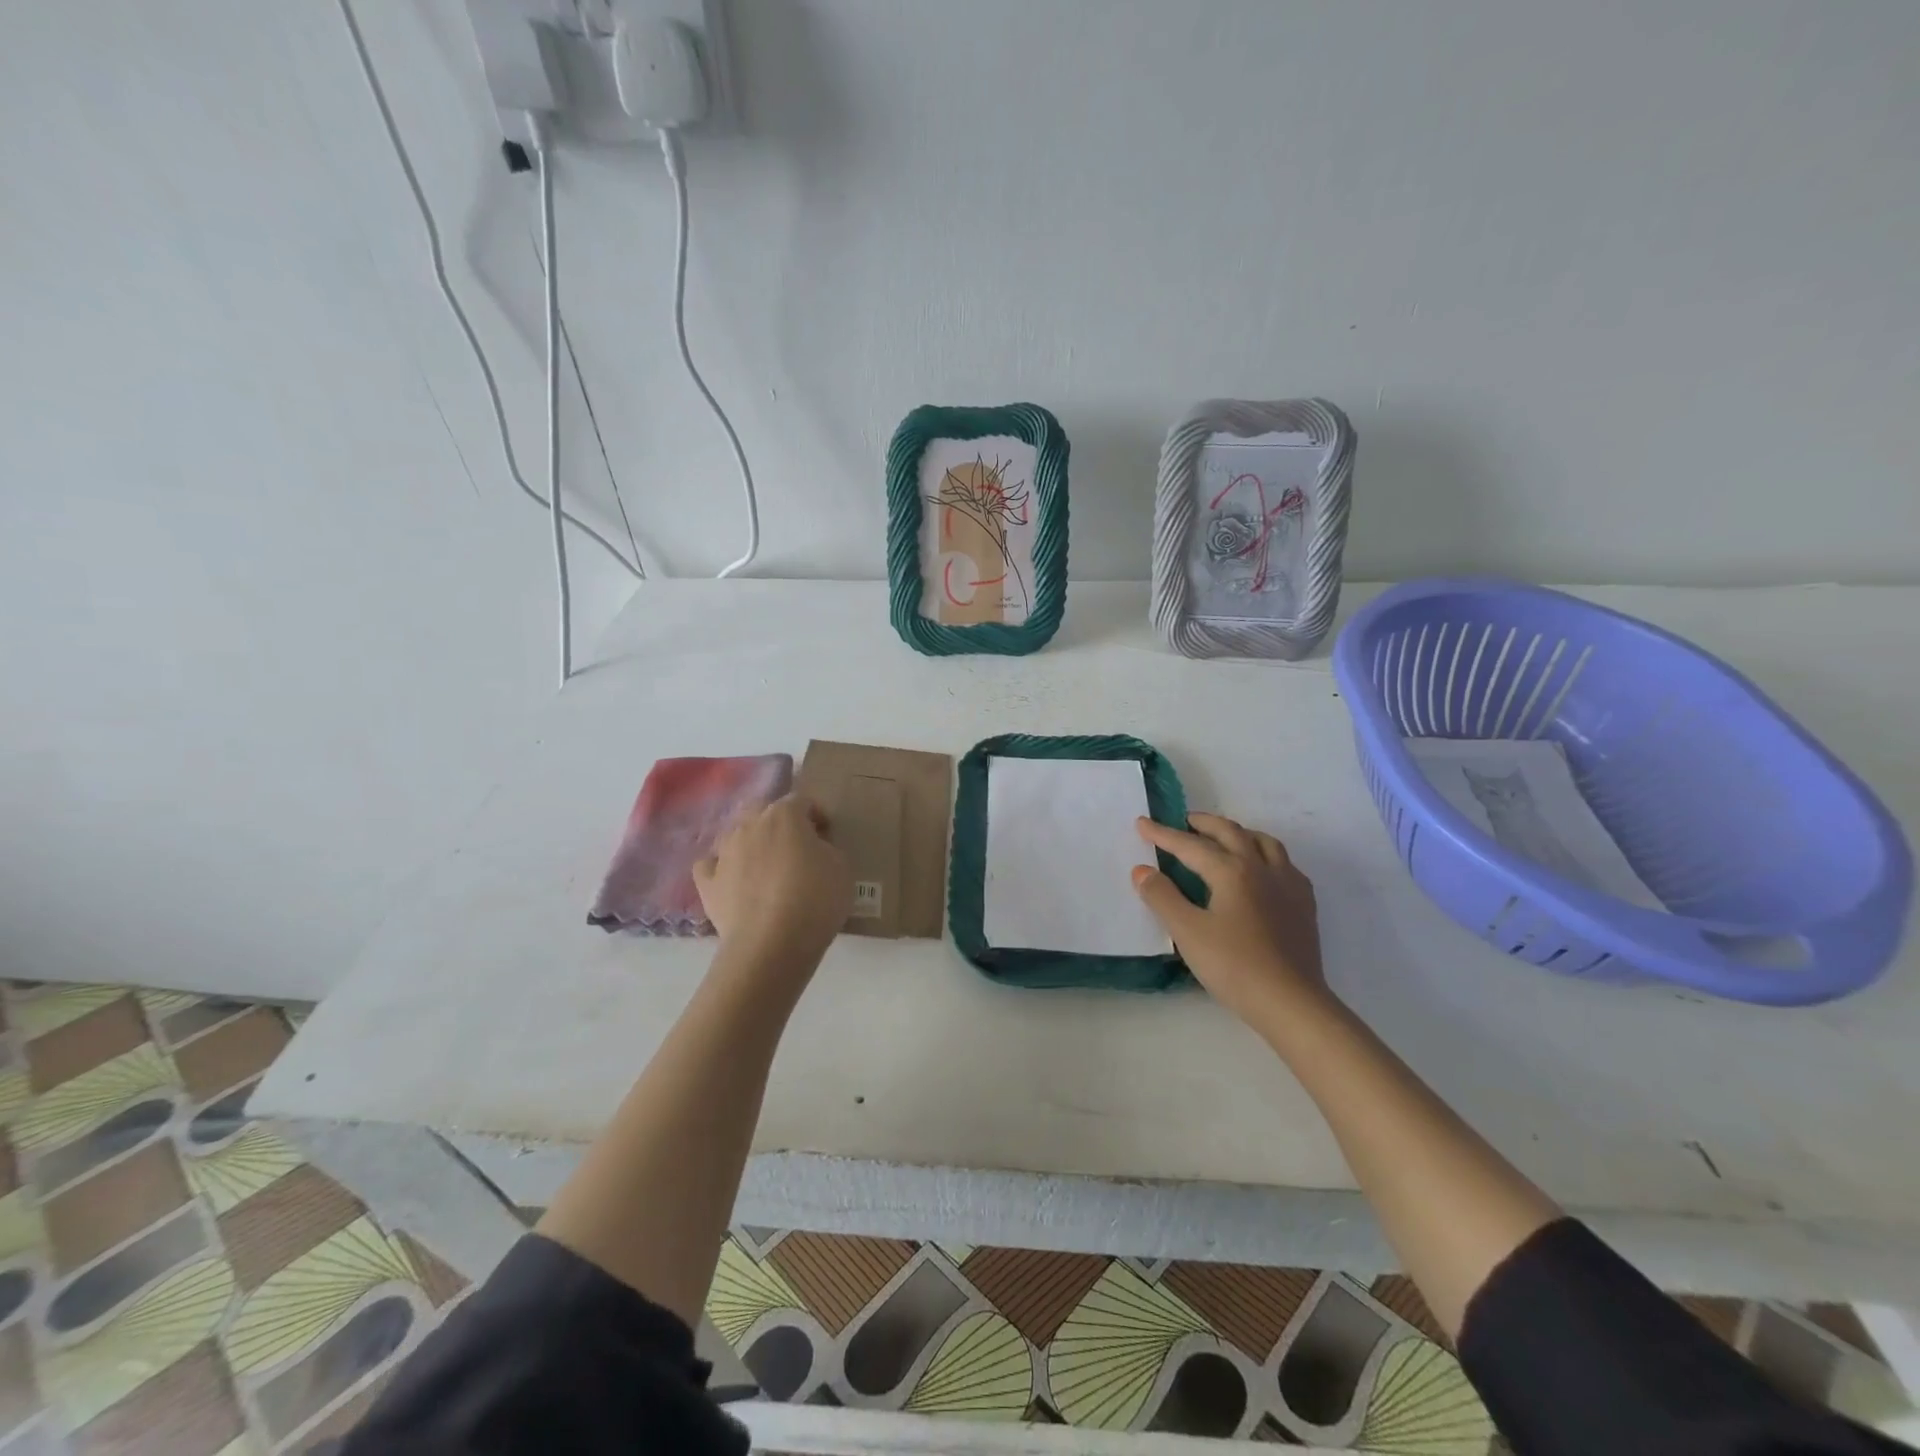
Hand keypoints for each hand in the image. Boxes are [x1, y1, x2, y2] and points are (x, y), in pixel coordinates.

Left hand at [695, 795, 852, 975]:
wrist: (771, 944)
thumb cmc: (815, 899)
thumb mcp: (841, 868)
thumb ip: (826, 848)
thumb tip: (813, 848)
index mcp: (784, 815)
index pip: (802, 801)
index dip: (817, 815)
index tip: (827, 834)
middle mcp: (750, 824)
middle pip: (763, 810)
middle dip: (779, 822)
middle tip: (796, 847)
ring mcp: (724, 852)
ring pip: (736, 835)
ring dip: (751, 843)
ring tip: (766, 867)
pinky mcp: (707, 882)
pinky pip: (712, 865)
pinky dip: (722, 868)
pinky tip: (733, 881)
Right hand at [1133, 813, 1326, 1025]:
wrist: (1291, 1003)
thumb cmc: (1234, 966)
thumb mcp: (1188, 932)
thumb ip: (1162, 897)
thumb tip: (1142, 870)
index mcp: (1232, 871)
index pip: (1191, 846)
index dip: (1163, 834)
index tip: (1142, 823)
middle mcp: (1262, 868)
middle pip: (1231, 833)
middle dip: (1204, 824)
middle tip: (1184, 821)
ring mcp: (1288, 885)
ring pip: (1263, 842)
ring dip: (1238, 833)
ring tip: (1223, 837)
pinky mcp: (1304, 905)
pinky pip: (1285, 864)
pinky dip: (1266, 855)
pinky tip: (1262, 870)